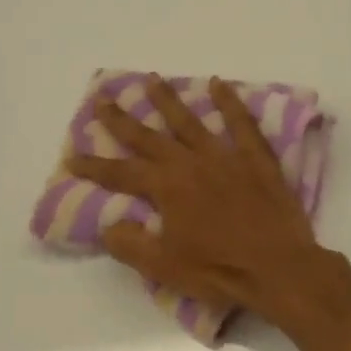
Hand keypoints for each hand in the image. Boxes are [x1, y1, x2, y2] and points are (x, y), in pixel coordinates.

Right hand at [66, 76, 350, 329]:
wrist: (278, 267)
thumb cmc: (220, 270)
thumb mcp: (164, 267)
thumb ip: (131, 244)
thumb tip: (108, 224)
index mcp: (167, 188)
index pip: (121, 174)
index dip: (94, 166)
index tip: (72, 157)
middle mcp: (191, 163)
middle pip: (149, 137)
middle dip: (122, 120)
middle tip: (102, 99)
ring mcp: (225, 156)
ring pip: (191, 121)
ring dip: (169, 100)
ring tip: (153, 79)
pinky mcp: (256, 158)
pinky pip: (241, 123)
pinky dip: (229, 102)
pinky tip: (218, 84)